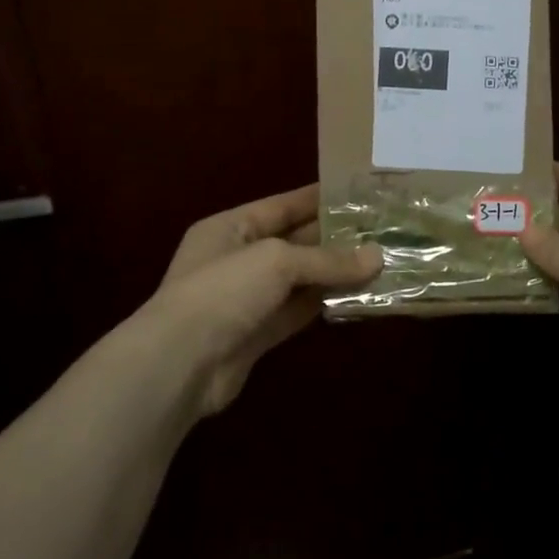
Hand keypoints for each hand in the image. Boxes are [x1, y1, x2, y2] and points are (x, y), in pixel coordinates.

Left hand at [137, 184, 379, 416]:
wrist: (179, 365)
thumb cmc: (223, 292)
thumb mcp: (277, 261)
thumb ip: (327, 259)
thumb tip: (377, 258)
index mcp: (230, 228)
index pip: (281, 205)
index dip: (318, 198)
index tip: (358, 194)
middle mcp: (238, 259)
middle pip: (293, 242)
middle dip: (334, 238)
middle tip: (380, 230)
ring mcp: (247, 299)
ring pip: (299, 280)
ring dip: (334, 273)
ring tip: (380, 261)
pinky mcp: (257, 334)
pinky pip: (298, 311)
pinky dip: (324, 304)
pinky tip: (358, 296)